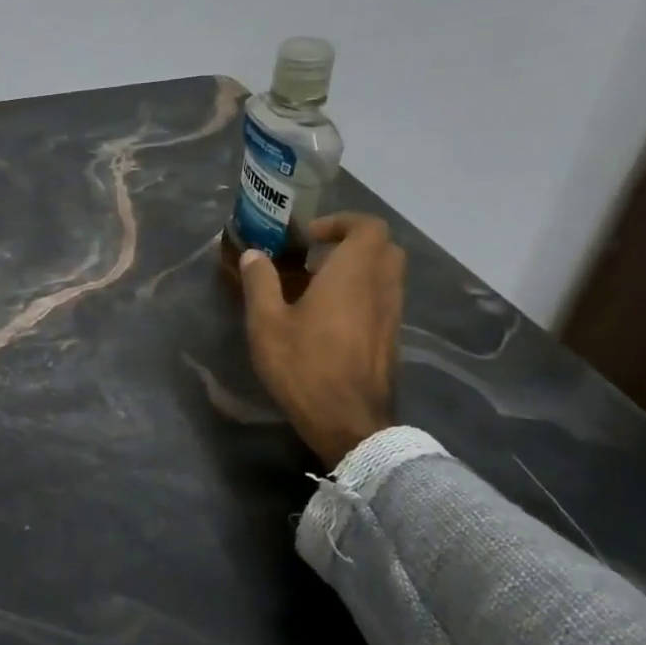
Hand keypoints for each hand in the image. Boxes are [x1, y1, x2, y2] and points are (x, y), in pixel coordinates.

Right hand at [239, 213, 404, 466]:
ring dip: (358, 269)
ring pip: (386, 274)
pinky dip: (362, 293)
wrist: (349, 422)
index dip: (341, 222)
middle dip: (352, 242)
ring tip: (318, 285)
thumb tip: (253, 255)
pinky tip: (329, 316)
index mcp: (353, 274)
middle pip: (383, 246)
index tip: (309, 236)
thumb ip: (260, 283)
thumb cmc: (305, 366)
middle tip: (316, 255)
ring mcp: (391, 314)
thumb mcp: (267, 324)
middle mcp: (380, 287)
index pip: (368, 227)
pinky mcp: (391, 337)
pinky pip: (383, 298)